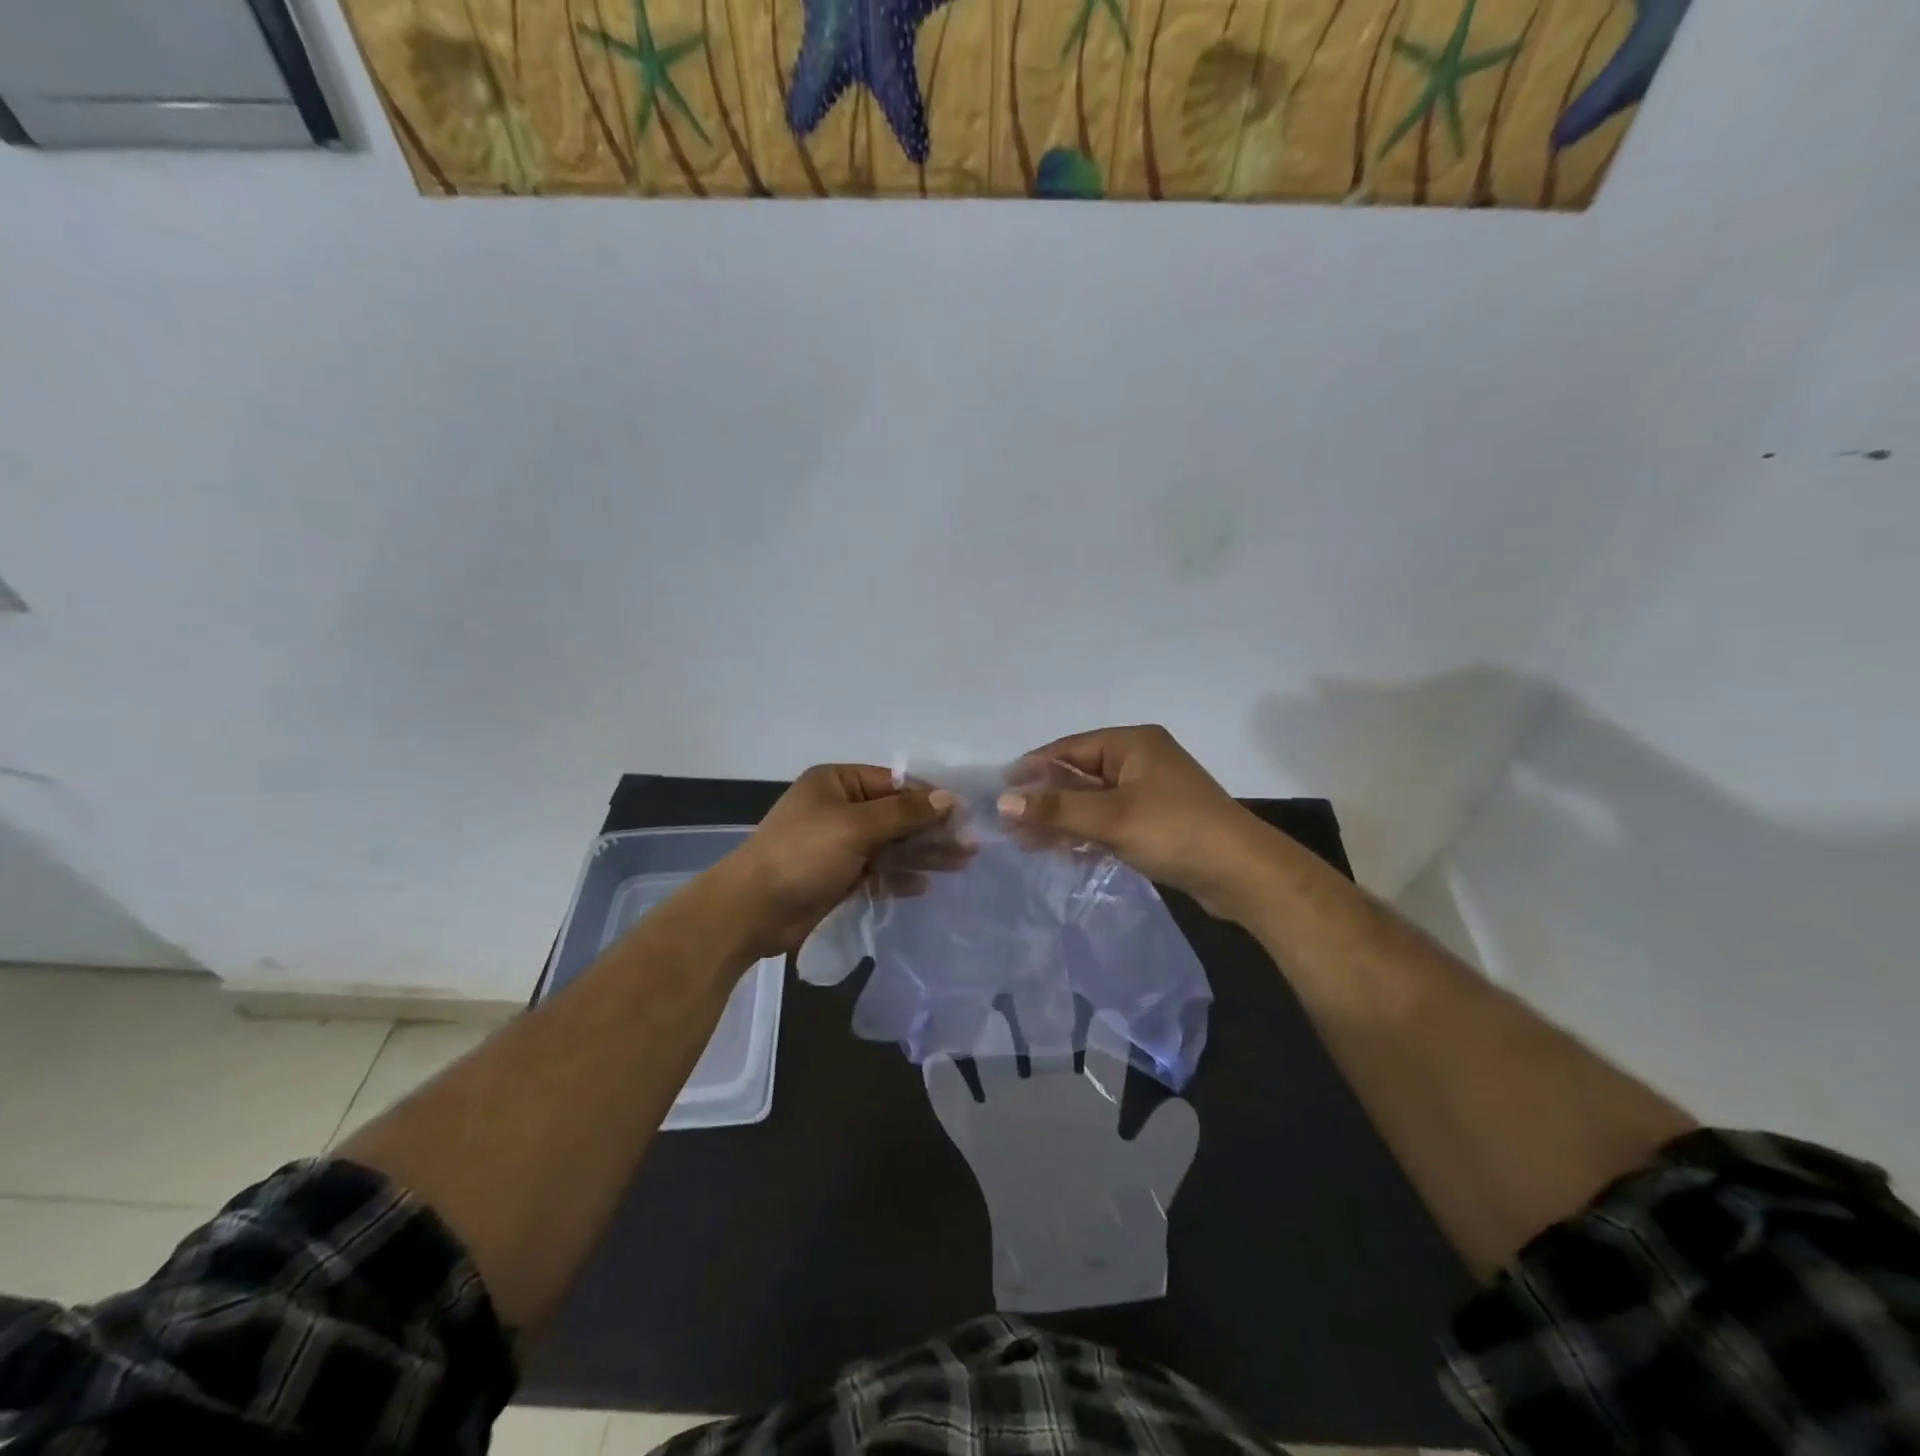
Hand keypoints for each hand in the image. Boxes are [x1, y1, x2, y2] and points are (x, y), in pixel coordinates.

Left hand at [712, 765, 955, 957]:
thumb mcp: (856, 826)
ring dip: (923, 854)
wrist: (752, 909)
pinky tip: (925, 885)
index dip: (929, 798)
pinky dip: (900, 876)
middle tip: (969, 845)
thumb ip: (905, 812)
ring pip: (891, 844)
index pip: (894, 783)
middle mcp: (840, 808)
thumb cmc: (803, 854)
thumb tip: (950, 798)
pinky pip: (878, 870)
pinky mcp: (840, 876)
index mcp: (837, 782)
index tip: (964, 814)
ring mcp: (840, 843)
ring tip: (961, 864)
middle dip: (931, 829)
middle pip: (896, 815)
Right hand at [925, 1019, 1199, 1311]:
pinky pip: (956, 1110)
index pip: (1099, 1061)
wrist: (1066, 1281)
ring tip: (982, 1005)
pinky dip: (944, 1088)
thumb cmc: (1112, 1232)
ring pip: (996, 1065)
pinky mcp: (981, 1142)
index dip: (1103, 1033)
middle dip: (1037, 1008)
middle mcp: (1049, 1100)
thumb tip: (1184, 1109)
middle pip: (1041, 1044)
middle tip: (1033, 967)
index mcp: (1090, 1107)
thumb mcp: (1144, 1194)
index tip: (1099, 993)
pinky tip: (932, 1060)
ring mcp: (1012, 1118)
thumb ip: (1163, 1153)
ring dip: (988, 1040)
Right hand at [998, 725, 1267, 918]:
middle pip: (1080, 775)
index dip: (1034, 767)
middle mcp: (1140, 761)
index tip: (1001, 789)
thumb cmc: (1175, 831)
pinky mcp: (1157, 822)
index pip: (1070, 748)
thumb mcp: (1111, 818)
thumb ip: (1056, 810)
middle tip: (1010, 824)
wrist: (1244, 874)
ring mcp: (1150, 792)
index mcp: (1132, 744)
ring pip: (1093, 801)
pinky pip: (1110, 821)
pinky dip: (1087, 834)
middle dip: (1045, 800)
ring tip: (1027, 842)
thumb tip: (1002, 803)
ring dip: (1063, 820)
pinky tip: (1064, 853)